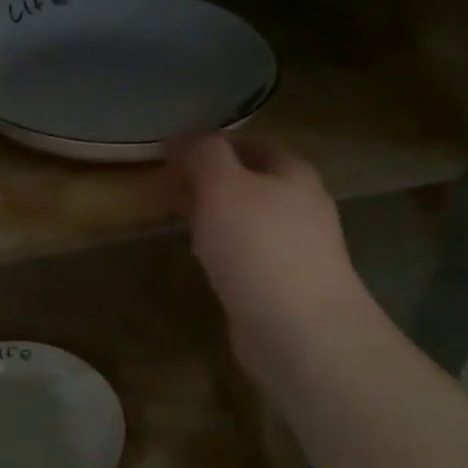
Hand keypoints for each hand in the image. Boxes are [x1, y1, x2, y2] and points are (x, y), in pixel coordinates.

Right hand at [171, 134, 371, 375]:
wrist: (299, 330)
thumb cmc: (260, 248)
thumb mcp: (223, 187)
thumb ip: (203, 155)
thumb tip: (180, 137)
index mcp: (293, 173)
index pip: (252, 144)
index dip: (213, 143)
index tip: (172, 151)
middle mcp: (300, 206)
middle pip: (251, 181)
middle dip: (210, 180)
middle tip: (167, 184)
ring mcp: (295, 248)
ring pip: (246, 219)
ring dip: (214, 215)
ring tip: (175, 218)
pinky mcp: (282, 284)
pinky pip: (246, 254)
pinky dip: (221, 248)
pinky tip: (200, 258)